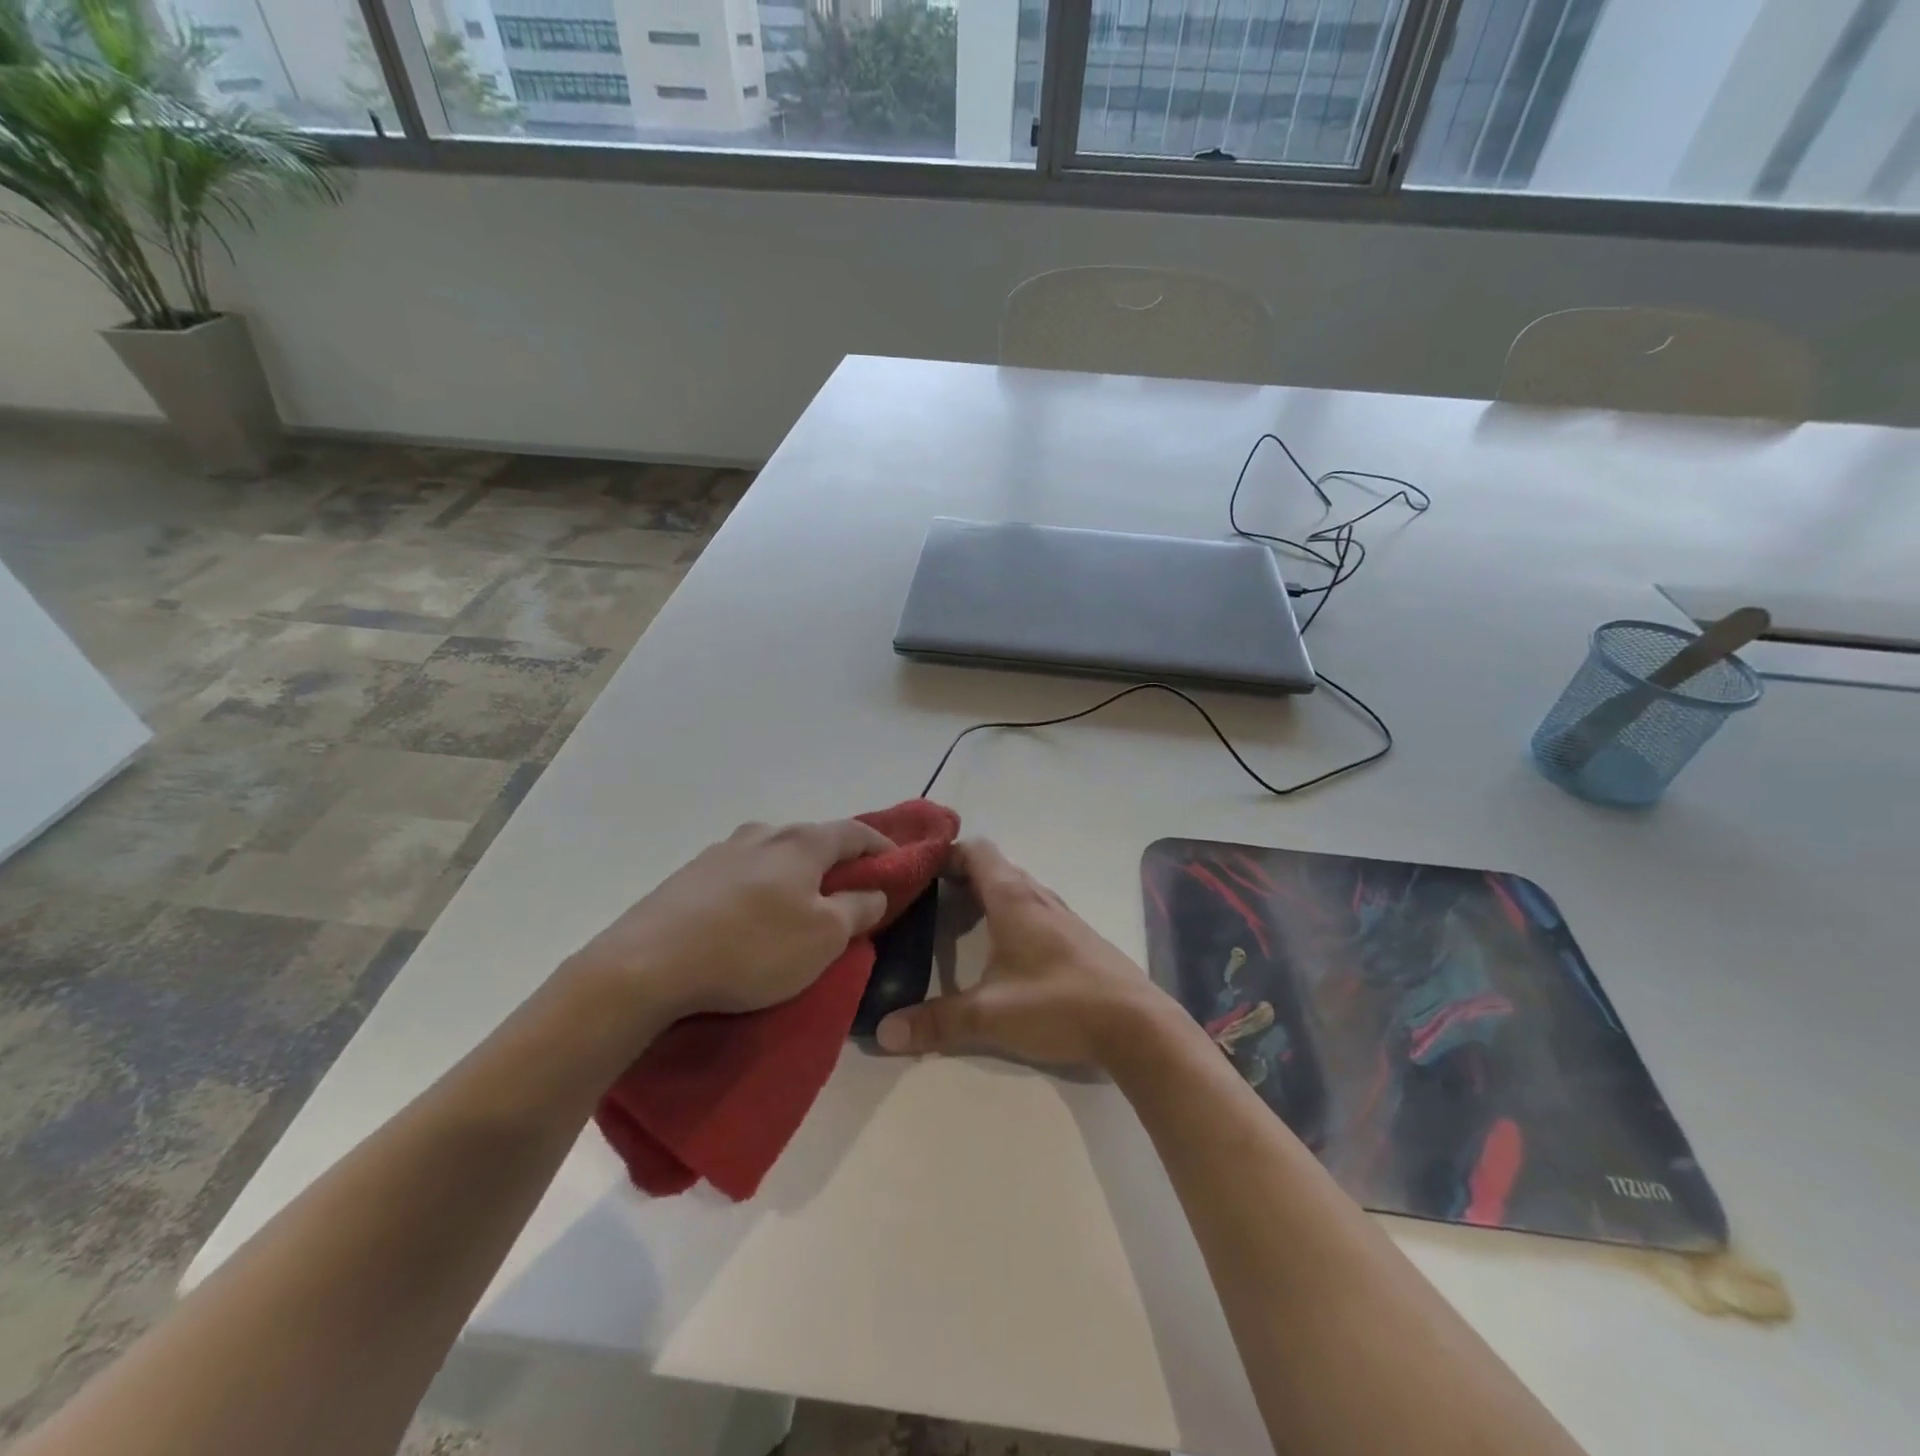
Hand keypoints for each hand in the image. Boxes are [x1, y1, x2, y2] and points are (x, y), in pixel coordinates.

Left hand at [568, 819, 892, 1020]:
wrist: (647, 965)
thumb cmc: (752, 948)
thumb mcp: (824, 937)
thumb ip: (859, 908)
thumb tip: (874, 891)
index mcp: (802, 841)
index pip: (856, 831)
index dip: (882, 846)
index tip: (898, 864)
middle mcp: (763, 833)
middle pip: (814, 840)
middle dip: (837, 863)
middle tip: (851, 894)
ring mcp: (721, 851)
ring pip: (775, 856)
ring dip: (796, 875)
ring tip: (800, 908)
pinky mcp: (690, 876)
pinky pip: (743, 874)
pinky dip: (762, 888)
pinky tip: (753, 918)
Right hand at [874, 839, 1170, 1067]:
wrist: (1136, 1024)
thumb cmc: (1058, 1003)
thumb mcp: (990, 1015)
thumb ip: (936, 1022)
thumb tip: (882, 1032)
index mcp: (1013, 897)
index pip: (976, 851)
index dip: (946, 852)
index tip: (917, 868)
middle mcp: (1037, 896)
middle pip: (994, 868)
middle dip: (959, 877)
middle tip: (924, 898)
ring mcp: (1062, 916)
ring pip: (1016, 890)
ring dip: (987, 897)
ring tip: (954, 921)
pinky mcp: (1077, 938)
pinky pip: (1034, 910)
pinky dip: (1009, 916)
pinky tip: (1000, 949)